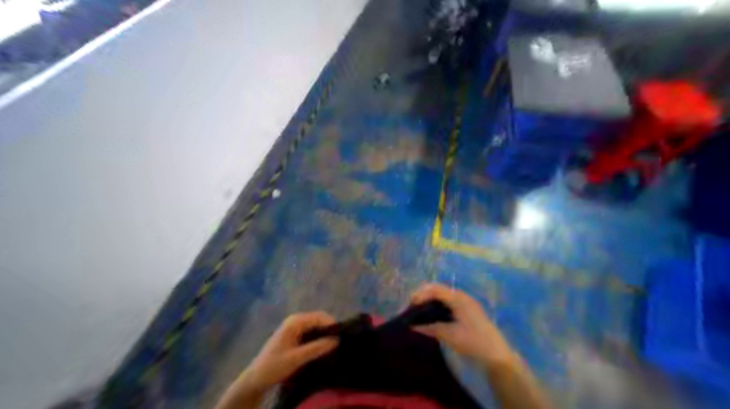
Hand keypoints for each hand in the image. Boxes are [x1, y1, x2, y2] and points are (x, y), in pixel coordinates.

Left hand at [241, 313, 338, 389]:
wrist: (254, 380)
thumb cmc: (274, 366)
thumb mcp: (296, 358)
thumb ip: (316, 348)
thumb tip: (336, 340)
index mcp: (296, 321)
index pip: (319, 316)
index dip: (331, 324)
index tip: (340, 335)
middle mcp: (296, 319)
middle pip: (318, 318)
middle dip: (328, 328)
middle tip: (338, 340)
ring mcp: (294, 325)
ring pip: (315, 324)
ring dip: (323, 332)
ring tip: (332, 343)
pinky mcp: (294, 332)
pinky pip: (310, 330)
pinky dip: (317, 335)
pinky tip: (321, 345)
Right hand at [410, 283, 511, 365]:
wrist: (499, 357)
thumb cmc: (474, 343)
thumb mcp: (450, 335)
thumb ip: (430, 327)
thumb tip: (413, 325)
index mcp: (458, 298)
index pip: (435, 289)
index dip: (421, 293)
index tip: (411, 303)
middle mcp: (460, 295)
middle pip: (438, 288)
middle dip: (423, 293)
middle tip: (413, 303)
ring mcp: (464, 301)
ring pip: (442, 293)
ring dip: (430, 297)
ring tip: (420, 306)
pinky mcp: (466, 308)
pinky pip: (447, 300)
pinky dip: (437, 303)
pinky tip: (432, 311)